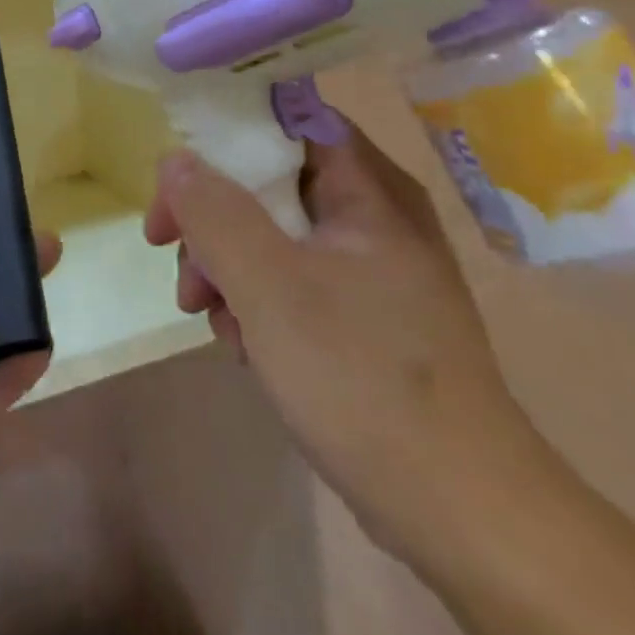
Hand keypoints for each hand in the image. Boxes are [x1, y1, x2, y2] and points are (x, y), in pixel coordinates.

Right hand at [145, 132, 634, 634]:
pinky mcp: (364, 315)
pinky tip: (243, 345)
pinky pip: (293, 280)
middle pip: (270, 179)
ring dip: (227, 264)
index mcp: (369, 188)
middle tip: (172, 251)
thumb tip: (174, 159)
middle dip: (213, 216)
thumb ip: (214, 213)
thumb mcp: (270, 286)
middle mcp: (373, 214)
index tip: (178, 167)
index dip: (226, 131)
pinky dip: (257, 300)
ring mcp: (370, 268)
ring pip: (275, 233)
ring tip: (206, 314)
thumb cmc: (362, 377)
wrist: (462, 516)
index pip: (288, 118)